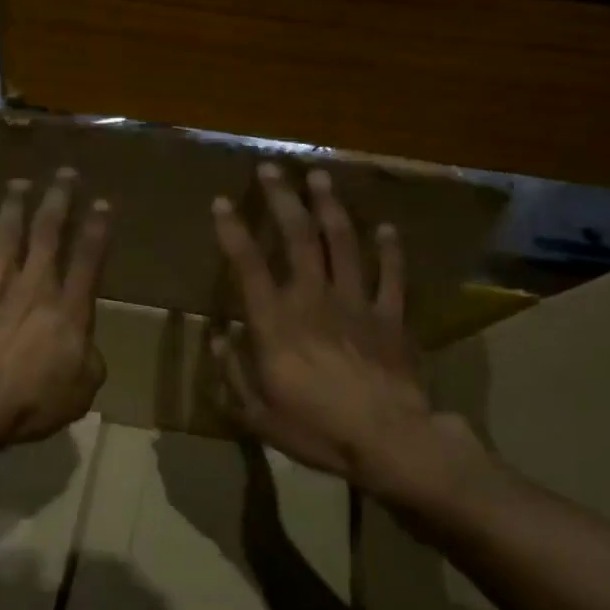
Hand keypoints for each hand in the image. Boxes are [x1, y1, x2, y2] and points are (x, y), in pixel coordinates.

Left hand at [0, 169, 110, 449]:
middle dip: (58, 200)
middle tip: (64, 173)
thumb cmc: (32, 403)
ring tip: (18, 184)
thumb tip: (85, 350)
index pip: (88, 259)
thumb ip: (89, 364)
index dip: (97, 229)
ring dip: (12, 209)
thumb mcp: (81, 392)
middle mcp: (33, 288)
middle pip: (47, 234)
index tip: (102, 202)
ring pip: (5, 239)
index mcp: (68, 309)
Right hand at [211, 163, 488, 510]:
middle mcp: (314, 299)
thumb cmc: (316, 429)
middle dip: (282, 199)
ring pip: (343, 243)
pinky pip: (391, 275)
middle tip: (271, 169)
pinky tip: (386, 228)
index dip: (233, 231)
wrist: (388, 440)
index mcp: (276, 323)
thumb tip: (218, 337)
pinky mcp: (391, 316)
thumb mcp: (258, 413)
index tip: (221, 202)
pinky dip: (389, 250)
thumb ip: (232, 372)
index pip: (248, 266)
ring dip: (330, 207)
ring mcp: (357, 303)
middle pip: (298, 238)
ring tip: (320, 177)